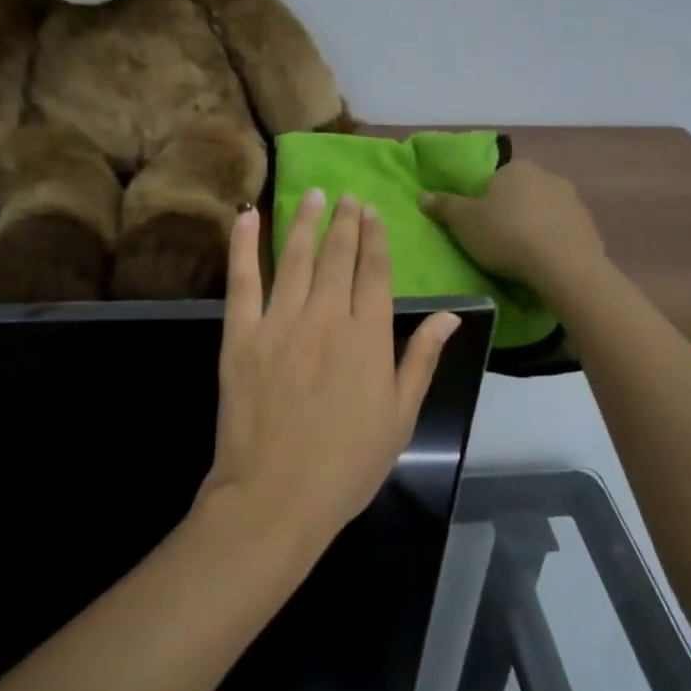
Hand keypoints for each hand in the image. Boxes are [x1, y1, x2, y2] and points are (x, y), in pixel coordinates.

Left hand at [202, 191, 459, 553]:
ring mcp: (279, 322)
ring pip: (294, 257)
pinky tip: (247, 218)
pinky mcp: (240, 335)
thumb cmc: (346, 464)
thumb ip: (422, 359)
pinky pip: (242, 280)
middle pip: (337, 256)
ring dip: (304, 221)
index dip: (375, 237)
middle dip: (344, 221)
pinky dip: (243, 246)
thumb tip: (451, 315)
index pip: (375, 272)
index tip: (373, 211)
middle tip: (346, 195)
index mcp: (368, 337)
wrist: (276, 496)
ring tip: (311, 194)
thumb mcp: (400, 418)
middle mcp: (326, 317)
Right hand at [420, 160, 606, 292]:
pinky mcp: (590, 228)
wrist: (563, 265)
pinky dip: (553, 244)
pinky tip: (543, 265)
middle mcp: (548, 176)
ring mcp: (573, 202)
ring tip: (520, 258)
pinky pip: (563, 233)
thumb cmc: (505, 235)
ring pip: (544, 213)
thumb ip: (443, 206)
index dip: (483, 202)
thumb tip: (422, 195)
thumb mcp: (463, 221)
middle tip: (496, 243)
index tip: (478, 226)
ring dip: (533, 228)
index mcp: (516, 168)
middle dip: (510, 214)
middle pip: (521, 194)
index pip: (494, 180)